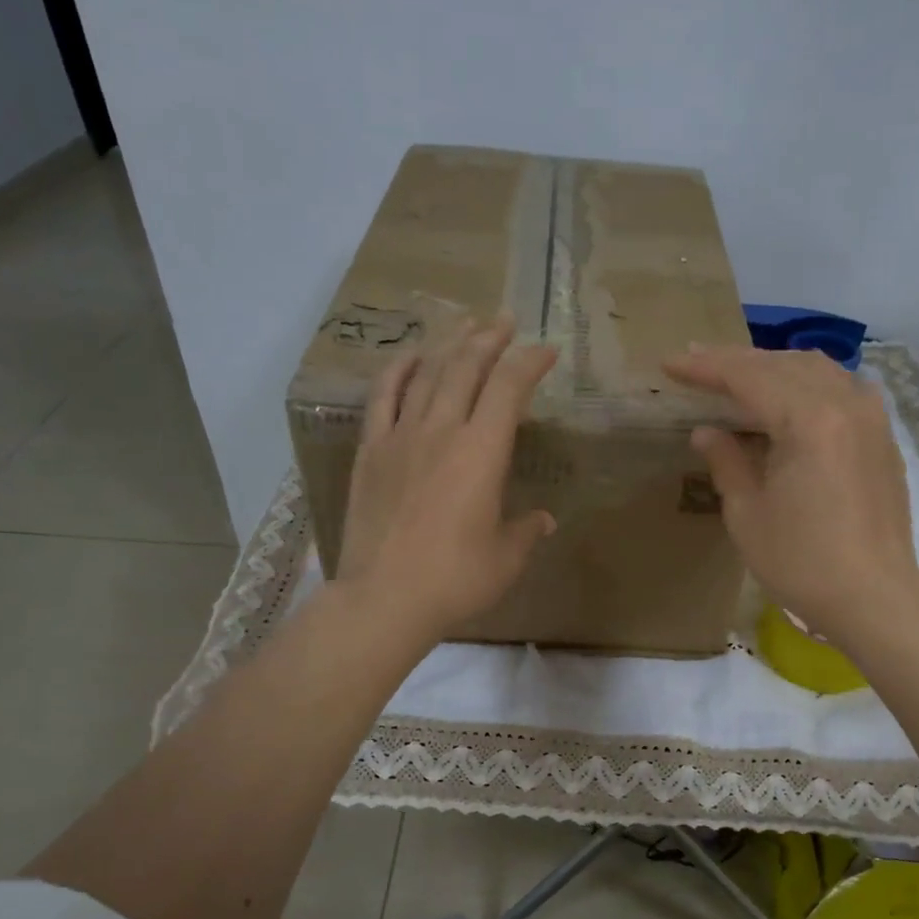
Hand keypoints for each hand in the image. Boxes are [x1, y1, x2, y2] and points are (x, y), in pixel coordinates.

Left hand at [337, 321, 557, 645]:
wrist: (384, 598)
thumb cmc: (455, 580)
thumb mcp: (505, 559)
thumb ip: (526, 531)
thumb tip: (543, 520)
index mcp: (482, 452)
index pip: (510, 388)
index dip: (530, 362)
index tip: (547, 351)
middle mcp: (442, 431)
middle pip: (466, 367)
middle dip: (490, 339)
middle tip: (504, 321)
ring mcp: (400, 437)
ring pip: (427, 374)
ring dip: (449, 344)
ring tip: (465, 325)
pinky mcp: (371, 452)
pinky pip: (383, 398)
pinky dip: (398, 371)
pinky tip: (410, 357)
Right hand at [661, 346, 918, 646]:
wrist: (874, 597)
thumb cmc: (801, 562)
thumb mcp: (748, 514)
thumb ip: (726, 461)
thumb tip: (706, 431)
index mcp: (808, 420)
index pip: (748, 377)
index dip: (705, 367)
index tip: (671, 363)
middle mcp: (845, 404)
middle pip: (783, 364)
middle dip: (736, 361)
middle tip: (697, 361)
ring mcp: (871, 418)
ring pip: (817, 369)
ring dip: (774, 366)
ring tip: (739, 374)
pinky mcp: (883, 437)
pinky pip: (842, 387)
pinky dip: (809, 382)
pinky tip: (792, 395)